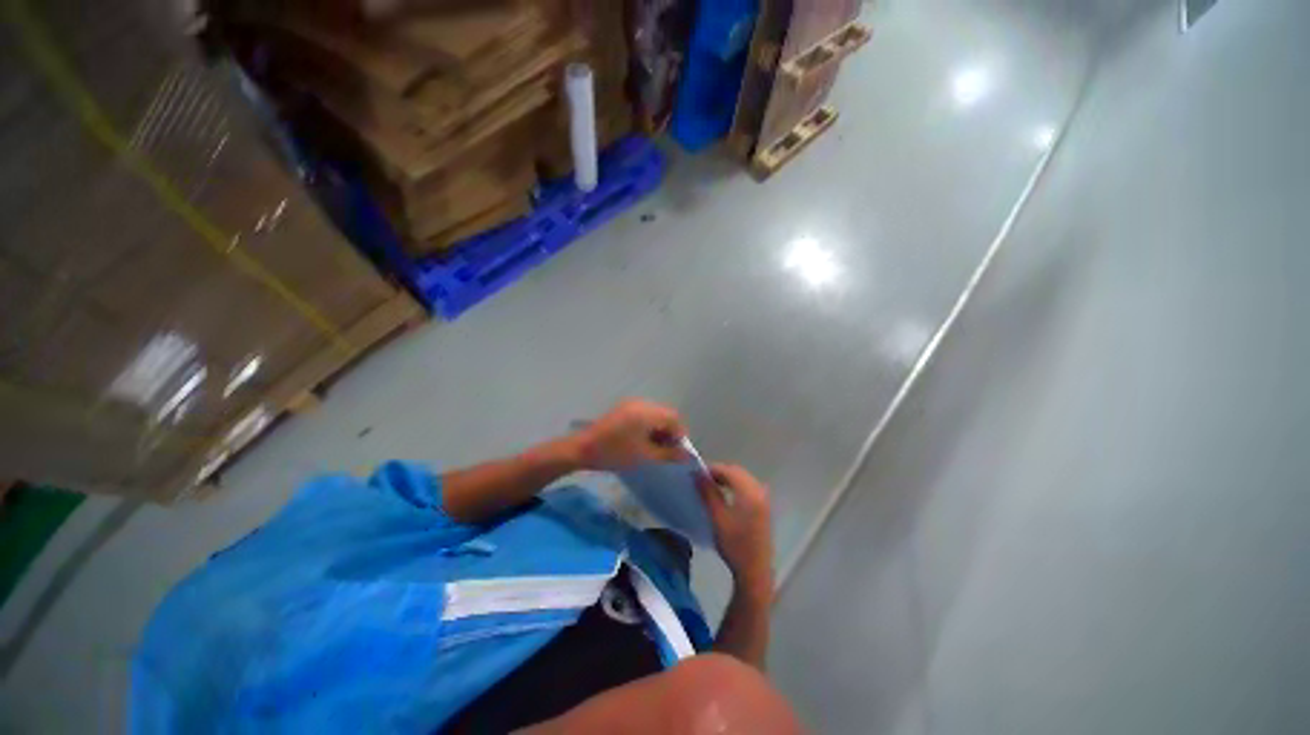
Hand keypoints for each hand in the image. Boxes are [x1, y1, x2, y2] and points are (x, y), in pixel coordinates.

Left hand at [575, 398, 687, 470]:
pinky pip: (643, 415)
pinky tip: (643, 442)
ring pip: (654, 416)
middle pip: (665, 415)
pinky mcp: (622, 410)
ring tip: (656, 450)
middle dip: (670, 433)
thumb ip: (669, 454)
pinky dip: (648, 427)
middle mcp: (641, 403)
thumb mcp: (645, 456)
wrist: (581, 449)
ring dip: (659, 430)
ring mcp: (630, 405)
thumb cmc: (615, 453)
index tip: (678, 453)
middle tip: (668, 453)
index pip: (674, 418)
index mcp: (647, 412)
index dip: (680, 435)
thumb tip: (687, 455)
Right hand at [698, 464, 773, 589]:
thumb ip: (708, 493)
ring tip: (710, 486)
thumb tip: (697, 474)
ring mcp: (763, 497)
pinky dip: (734, 484)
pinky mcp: (763, 505)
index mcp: (750, 492)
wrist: (755, 570)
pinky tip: (724, 494)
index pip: (728, 470)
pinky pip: (747, 485)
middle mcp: (759, 490)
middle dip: (719, 472)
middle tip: (701, 479)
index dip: (711, 469)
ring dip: (726, 478)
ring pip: (742, 477)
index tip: (696, 474)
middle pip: (737, 471)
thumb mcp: (717, 518)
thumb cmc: (735, 545)